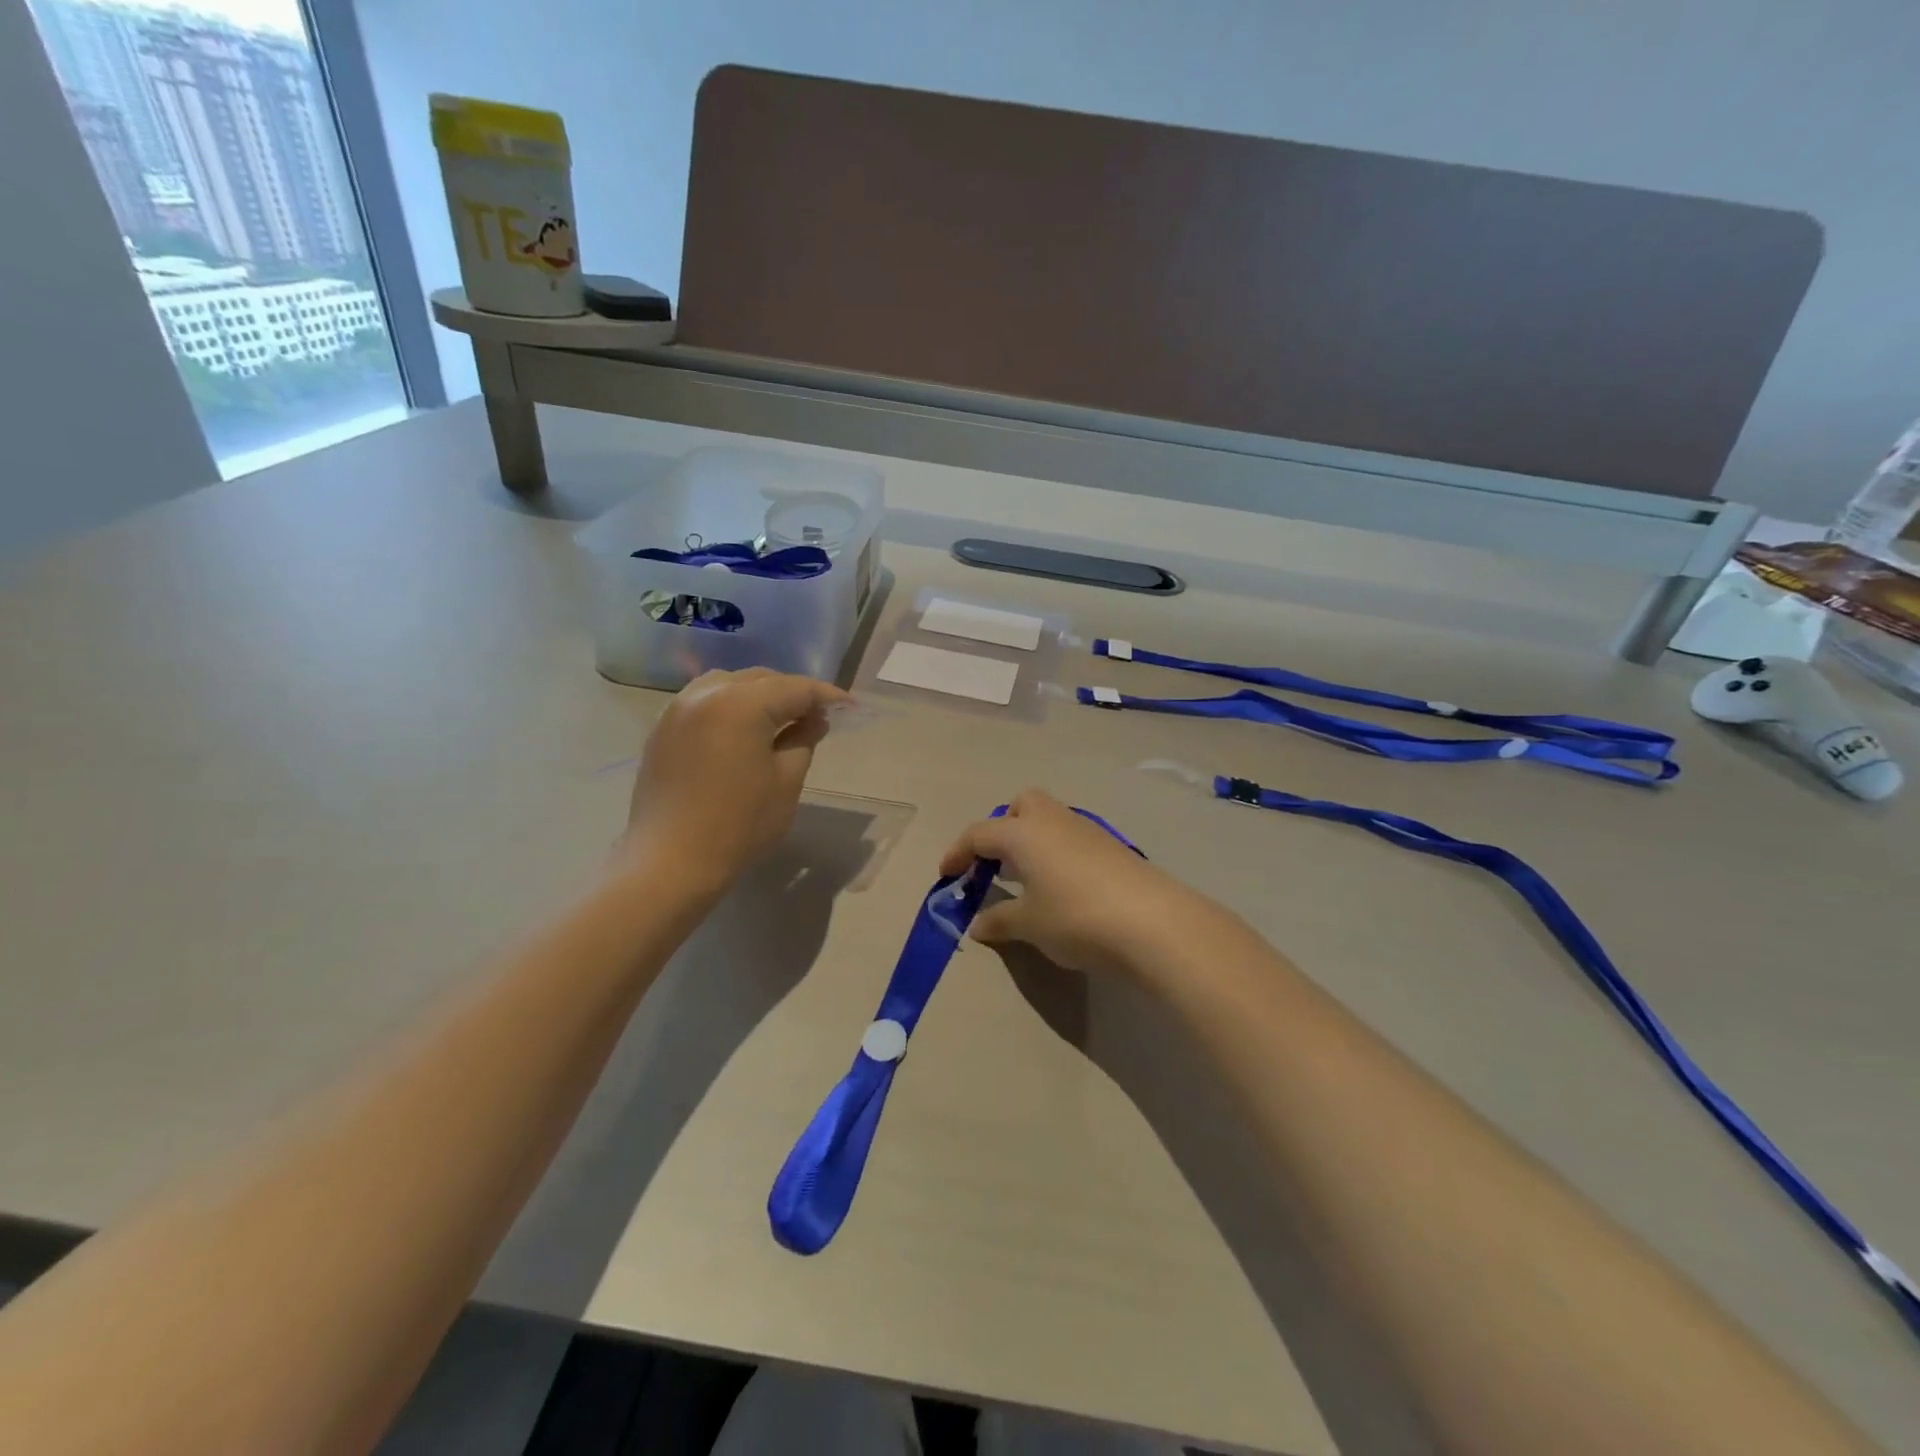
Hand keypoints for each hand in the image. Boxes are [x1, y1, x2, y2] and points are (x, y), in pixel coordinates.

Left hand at [623, 669, 848, 893]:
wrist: (670, 861)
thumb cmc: (738, 824)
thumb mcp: (786, 782)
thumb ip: (804, 740)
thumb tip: (815, 719)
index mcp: (742, 704)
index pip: (795, 688)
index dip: (826, 696)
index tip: (849, 707)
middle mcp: (707, 694)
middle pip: (761, 679)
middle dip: (793, 693)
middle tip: (818, 716)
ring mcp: (678, 709)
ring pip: (730, 685)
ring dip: (760, 695)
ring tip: (781, 720)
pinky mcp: (663, 729)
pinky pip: (706, 701)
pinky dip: (731, 706)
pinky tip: (744, 730)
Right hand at [937, 788, 1213, 977]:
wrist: (1153, 922)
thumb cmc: (1076, 917)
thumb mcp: (1029, 925)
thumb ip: (999, 920)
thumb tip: (978, 924)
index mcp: (1023, 832)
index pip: (979, 833)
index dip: (958, 853)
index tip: (946, 876)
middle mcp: (1053, 821)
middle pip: (1021, 805)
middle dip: (1004, 828)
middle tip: (997, 865)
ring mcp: (1087, 831)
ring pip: (1050, 820)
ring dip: (1032, 842)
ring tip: (1027, 882)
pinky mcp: (1112, 847)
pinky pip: (1072, 839)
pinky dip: (1057, 855)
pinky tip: (1062, 890)